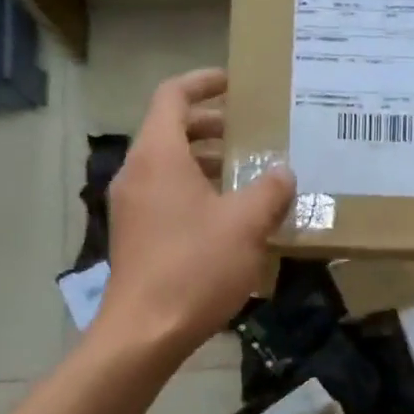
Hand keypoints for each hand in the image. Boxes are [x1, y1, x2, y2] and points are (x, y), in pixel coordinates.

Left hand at [94, 69, 294, 361]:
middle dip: (209, 124)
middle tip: (248, 131)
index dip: (203, 82)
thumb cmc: (195, 266)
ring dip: (204, 159)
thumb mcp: (246, 225)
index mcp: (158, 156)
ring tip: (244, 172)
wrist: (145, 331)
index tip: (234, 84)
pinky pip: (163, 193)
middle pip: (169, 128)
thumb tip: (282, 172)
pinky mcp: (134, 234)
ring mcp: (131, 205)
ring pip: (167, 164)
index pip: (173, 96)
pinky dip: (193, 188)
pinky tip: (226, 214)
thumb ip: (269, 190)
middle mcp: (137, 172)